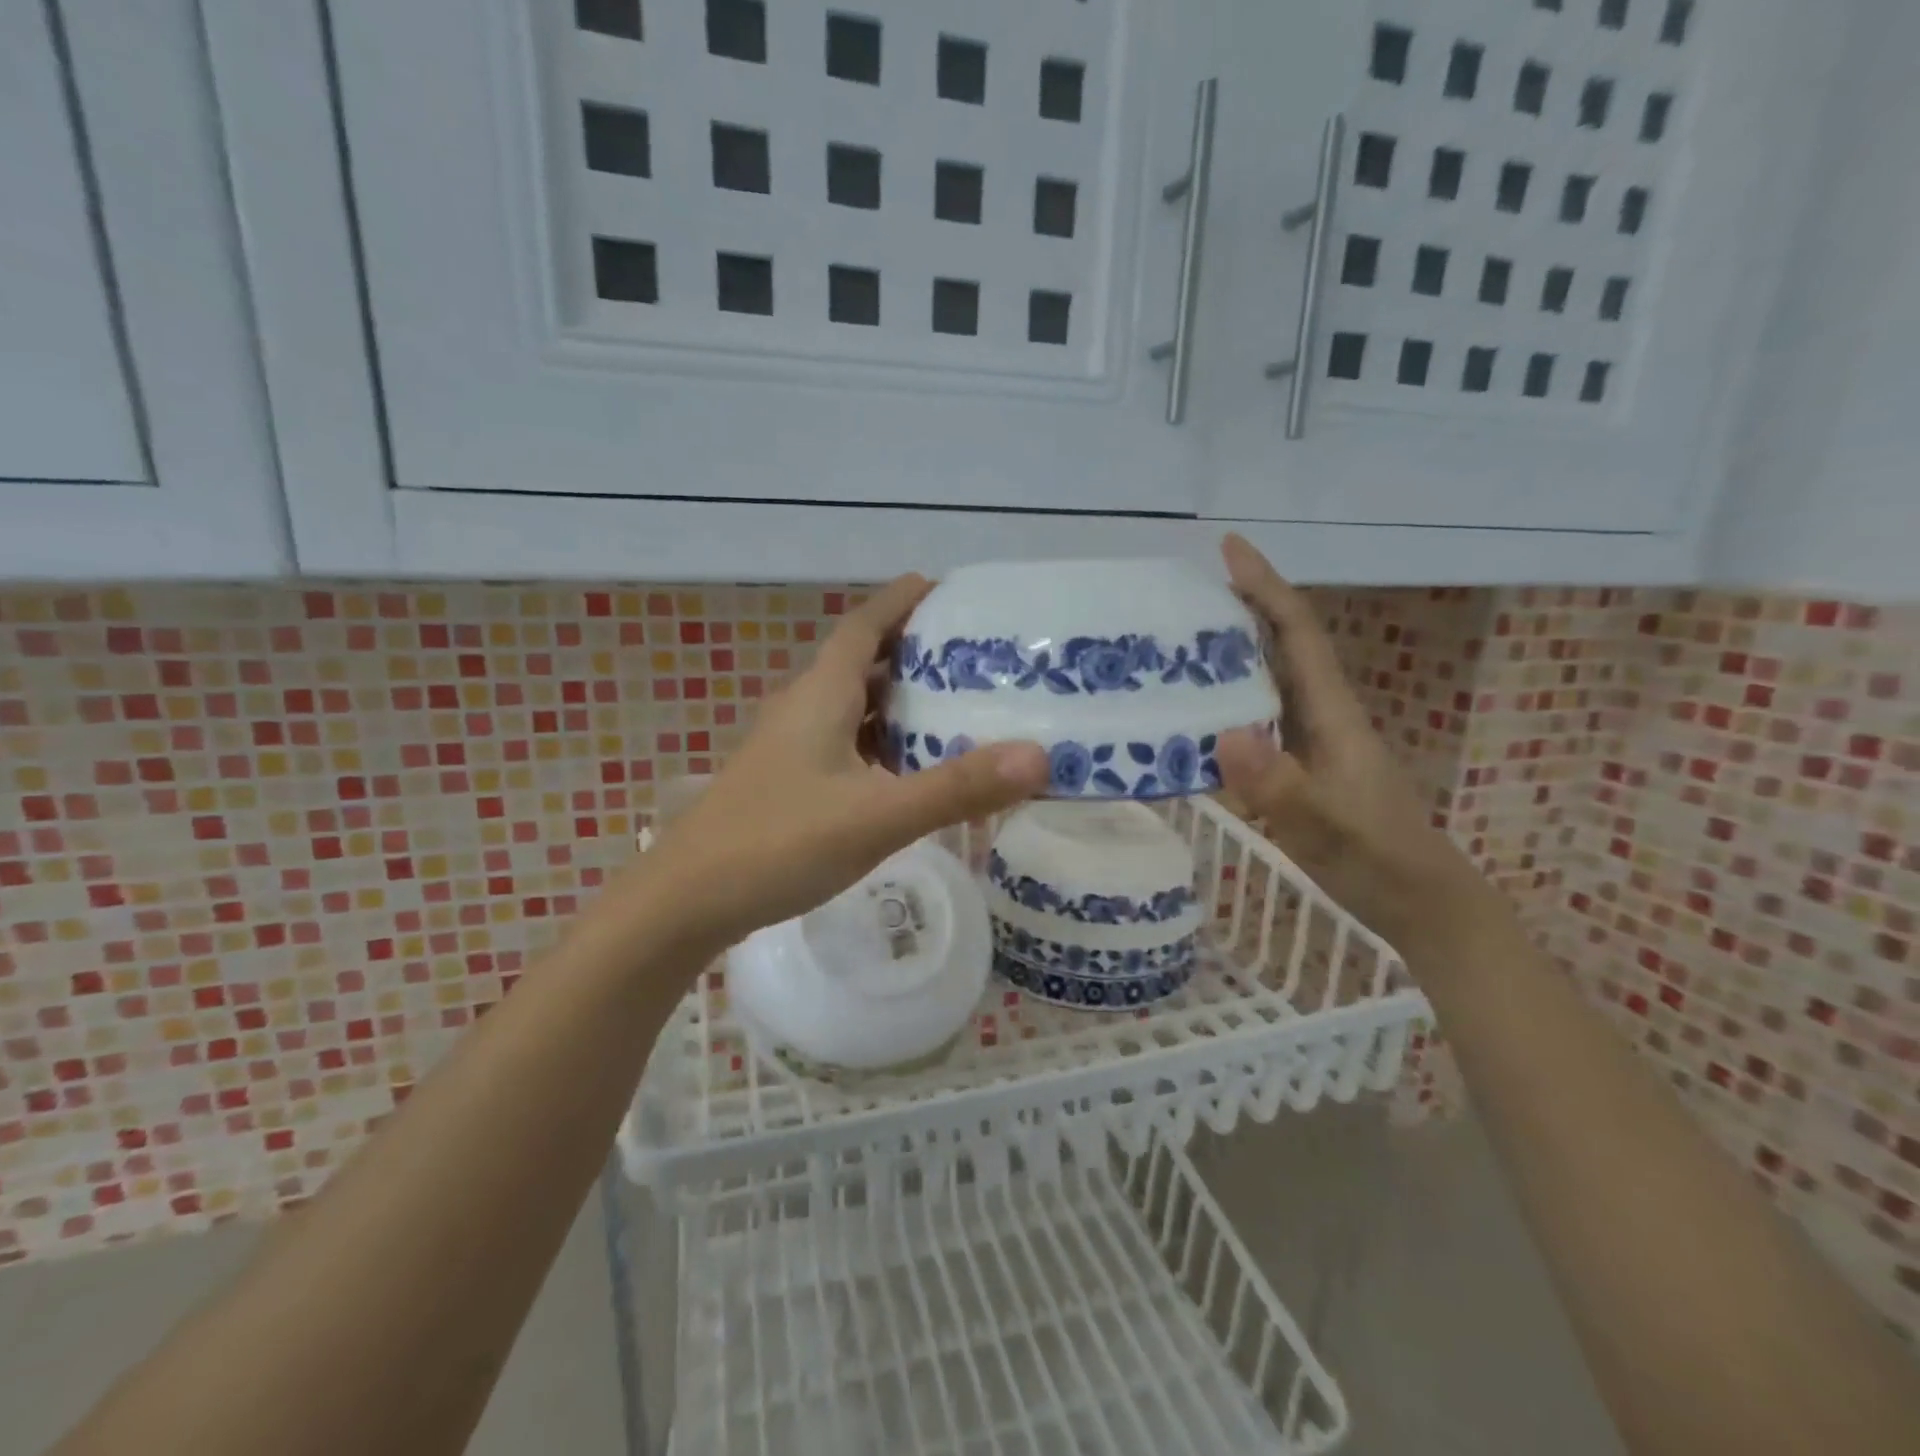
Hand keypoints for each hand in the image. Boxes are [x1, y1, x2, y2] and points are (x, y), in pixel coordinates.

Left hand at [648, 575, 1049, 944]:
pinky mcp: (787, 782)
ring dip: (897, 701)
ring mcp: (790, 747)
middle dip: (912, 652)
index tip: (945, 588)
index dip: (901, 601)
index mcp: (820, 695)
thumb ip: (956, 788)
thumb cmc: (778, 843)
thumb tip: (1039, 756)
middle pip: (861, 662)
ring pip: (852, 707)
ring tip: (954, 707)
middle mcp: (803, 709)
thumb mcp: (877, 816)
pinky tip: (907, 770)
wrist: (687, 902)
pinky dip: (880, 744)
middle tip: (972, 656)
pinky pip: (844, 744)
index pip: (864, 625)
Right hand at [1213, 535, 1497, 951]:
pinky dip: (1225, 702)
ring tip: (1172, 644)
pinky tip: (1190, 715)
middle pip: (1280, 646)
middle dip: (1239, 608)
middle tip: (1179, 595)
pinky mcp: (1299, 767)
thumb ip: (1279, 787)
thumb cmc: (1381, 863)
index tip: (1229, 547)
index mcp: (1333, 714)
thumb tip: (1225, 733)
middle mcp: (1321, 716)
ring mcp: (1311, 743)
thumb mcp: (1327, 829)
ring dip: (1228, 653)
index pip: (1298, 634)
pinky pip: (1256, 718)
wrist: (1422, 906)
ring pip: (1266, 681)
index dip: (1266, 586)